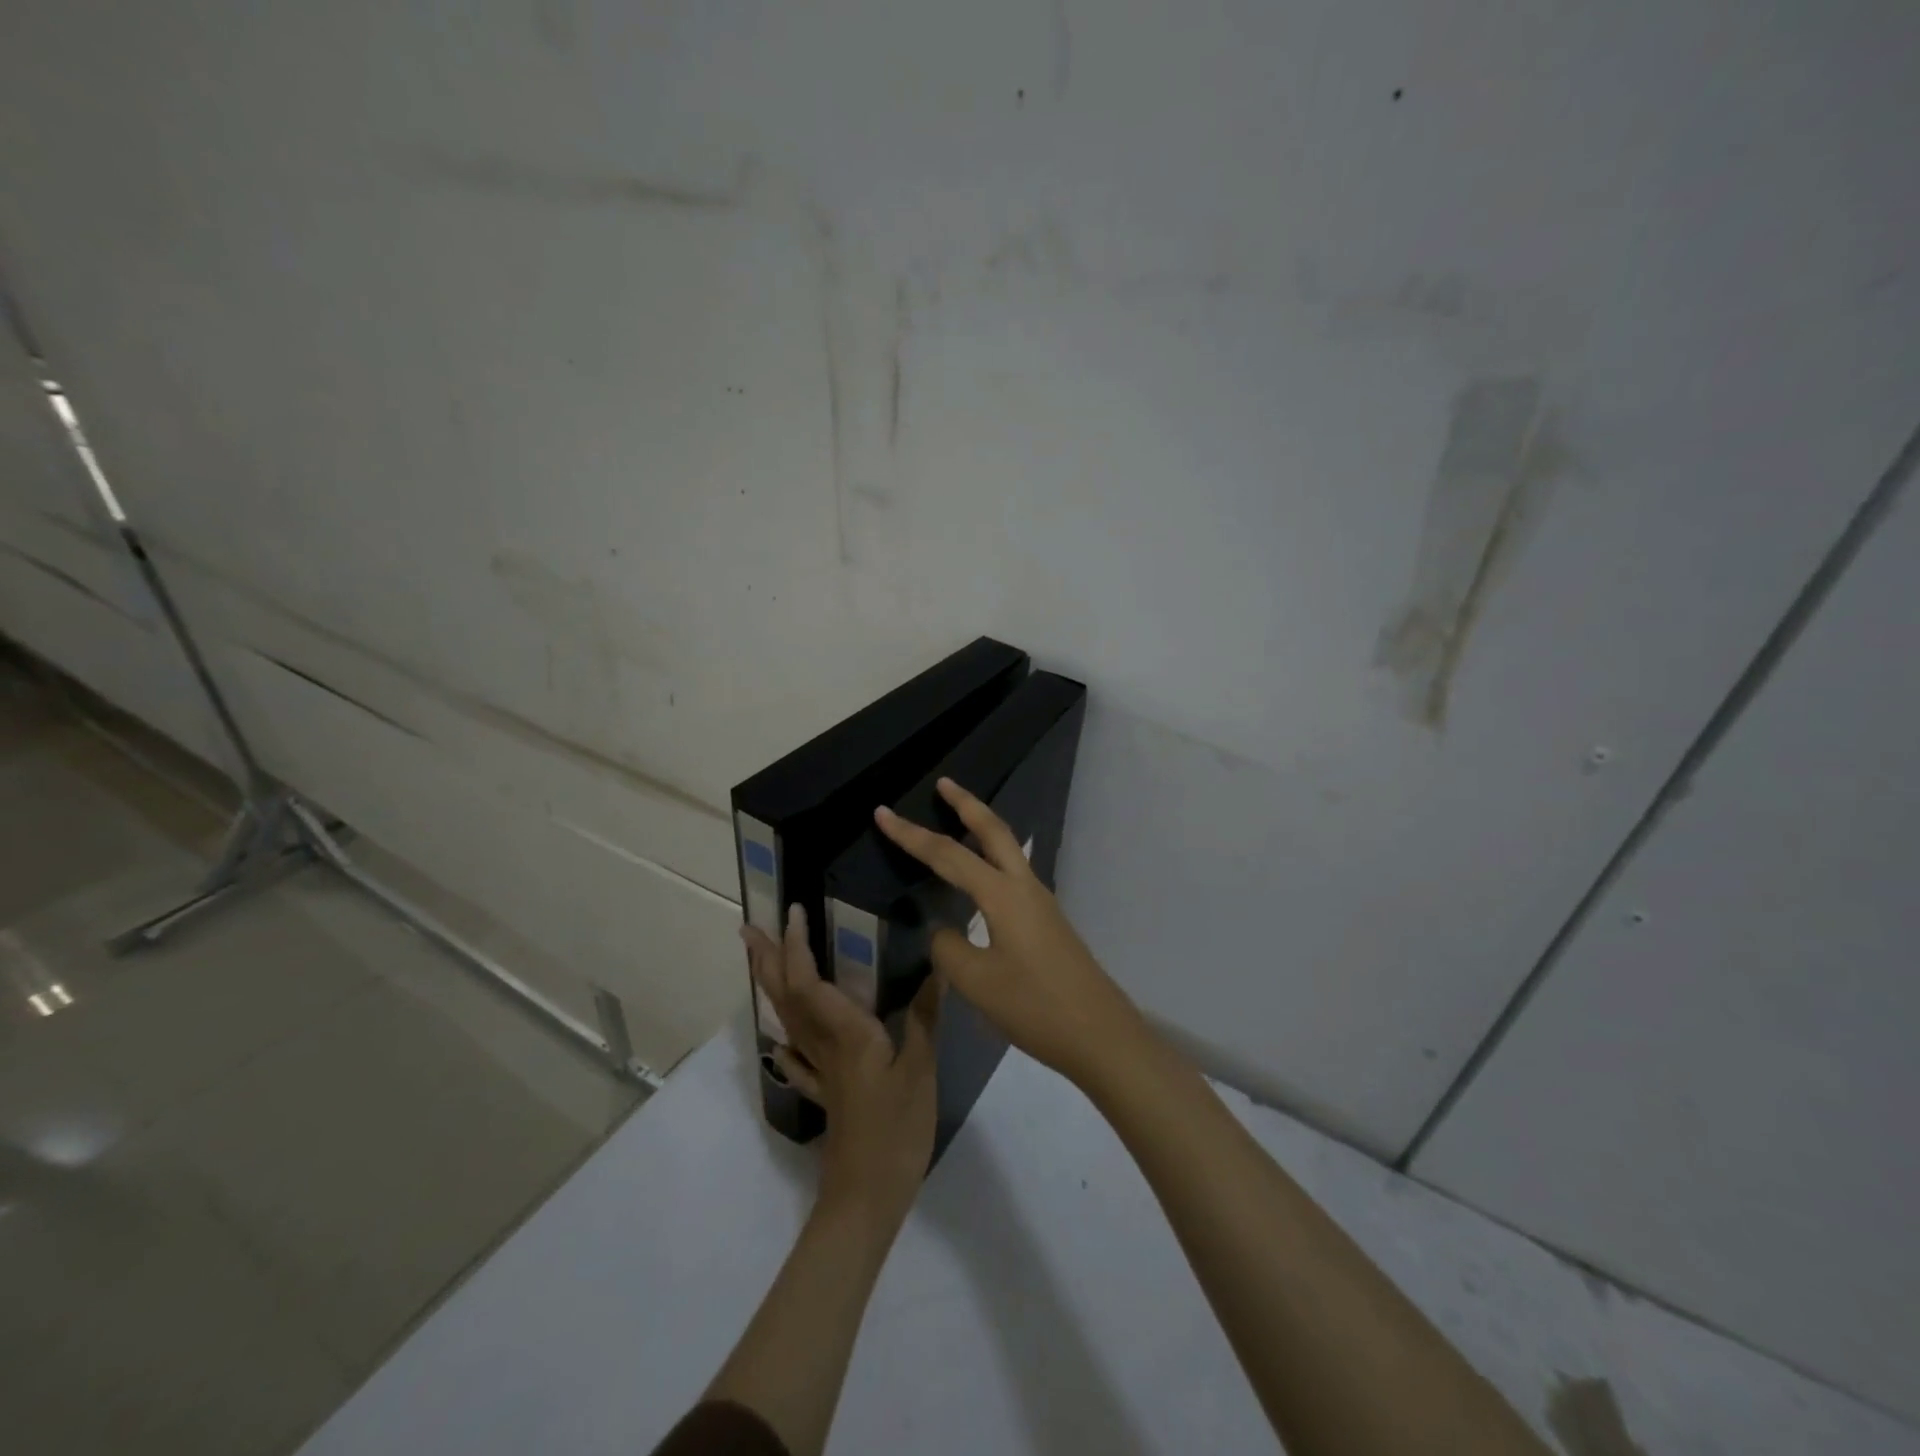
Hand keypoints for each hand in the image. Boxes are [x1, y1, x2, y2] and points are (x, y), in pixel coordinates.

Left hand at [742, 905, 940, 1225]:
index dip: (797, 945)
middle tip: (749, 929)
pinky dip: (786, 1041)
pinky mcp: (825, 1094)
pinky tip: (781, 1041)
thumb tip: (938, 966)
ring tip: (761, 963)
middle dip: (767, 960)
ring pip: (787, 1020)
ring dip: (771, 987)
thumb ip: (925, 1017)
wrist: (867, 1198)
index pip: (809, 981)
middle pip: (786, 996)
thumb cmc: (896, 1130)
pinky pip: (798, 1059)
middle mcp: (824, 1046)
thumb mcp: (920, 1070)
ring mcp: (820, 1072)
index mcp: (845, 1034)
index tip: (794, 911)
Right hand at [875, 777, 1140, 1089]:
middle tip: (943, 783)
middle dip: (966, 804)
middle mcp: (1024, 887)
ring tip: (958, 819)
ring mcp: (1041, 903)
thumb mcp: (977, 982)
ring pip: (1008, 850)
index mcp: (1003, 895)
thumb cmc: (1035, 1007)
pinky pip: (1014, 874)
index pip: (948, 855)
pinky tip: (981, 879)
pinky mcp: (1047, 922)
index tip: (883, 813)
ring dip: (982, 828)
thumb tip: (942, 930)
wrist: (1100, 1035)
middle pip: (994, 830)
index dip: (911, 835)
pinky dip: (993, 858)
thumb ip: (948, 949)